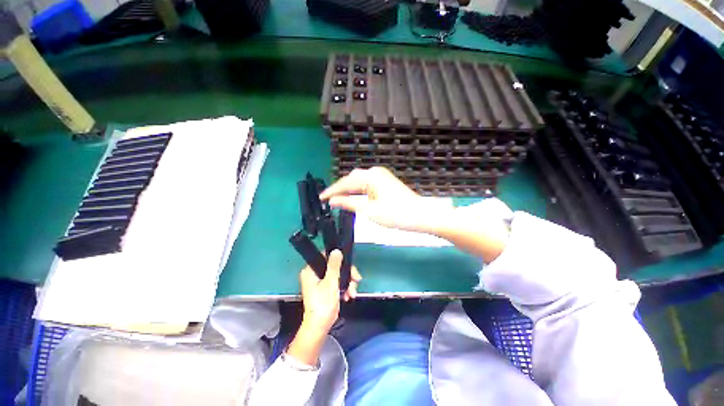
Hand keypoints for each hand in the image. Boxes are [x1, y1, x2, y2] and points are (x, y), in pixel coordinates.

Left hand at [299, 250, 361, 331]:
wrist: (320, 326)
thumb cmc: (323, 304)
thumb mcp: (330, 282)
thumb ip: (334, 266)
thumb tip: (336, 251)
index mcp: (310, 270)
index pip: (325, 256)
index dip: (338, 259)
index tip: (348, 265)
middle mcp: (314, 274)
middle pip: (335, 266)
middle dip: (347, 274)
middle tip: (356, 280)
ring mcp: (321, 281)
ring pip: (338, 274)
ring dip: (348, 282)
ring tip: (352, 292)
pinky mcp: (326, 288)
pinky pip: (338, 282)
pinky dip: (344, 287)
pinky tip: (349, 295)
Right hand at [320, 167, 437, 232]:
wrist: (421, 215)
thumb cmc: (396, 214)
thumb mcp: (369, 210)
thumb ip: (349, 203)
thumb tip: (332, 201)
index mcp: (370, 176)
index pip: (345, 182)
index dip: (332, 191)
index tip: (321, 198)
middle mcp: (375, 172)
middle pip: (352, 179)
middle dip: (340, 189)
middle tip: (329, 201)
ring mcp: (381, 176)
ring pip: (359, 182)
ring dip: (349, 190)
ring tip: (338, 201)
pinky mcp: (385, 182)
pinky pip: (367, 184)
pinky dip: (358, 191)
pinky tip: (354, 198)